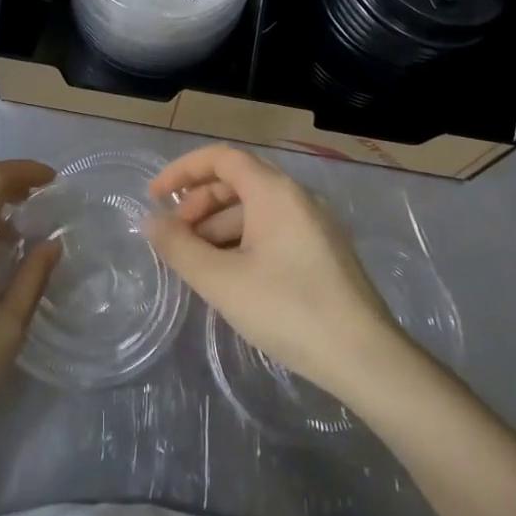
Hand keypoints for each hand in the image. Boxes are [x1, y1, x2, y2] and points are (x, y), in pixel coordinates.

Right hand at [146, 144, 404, 406]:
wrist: (364, 358)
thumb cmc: (288, 310)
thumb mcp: (222, 281)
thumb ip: (180, 248)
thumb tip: (151, 222)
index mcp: (275, 192)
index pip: (222, 158)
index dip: (183, 170)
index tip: (155, 196)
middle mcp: (298, 197)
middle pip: (238, 181)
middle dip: (199, 203)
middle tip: (175, 238)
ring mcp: (315, 224)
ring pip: (256, 209)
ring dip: (219, 226)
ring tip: (197, 263)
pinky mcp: (324, 251)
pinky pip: (274, 230)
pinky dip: (243, 241)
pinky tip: (230, 275)